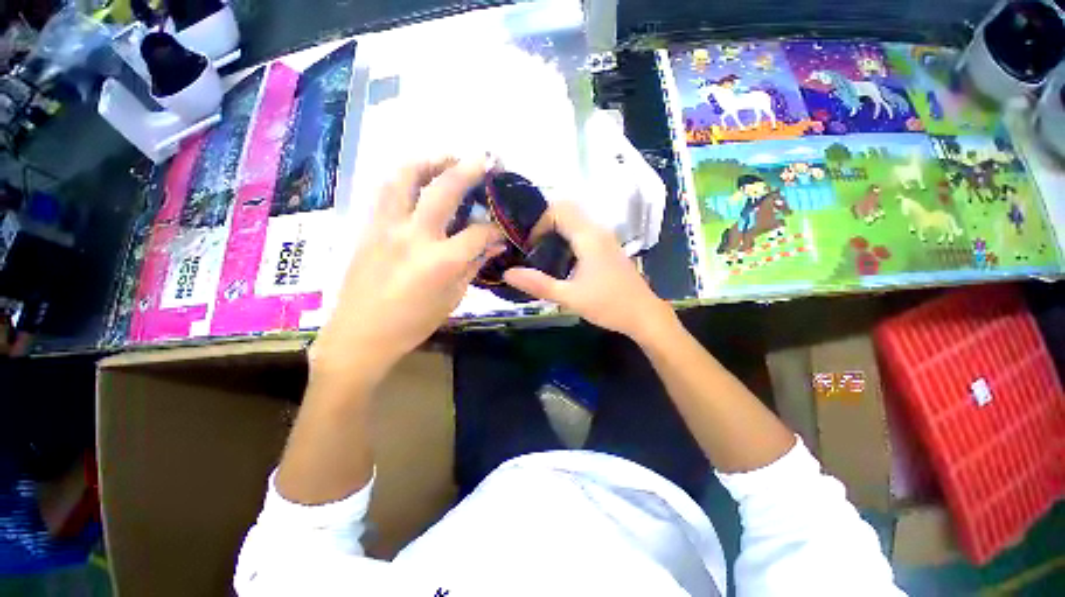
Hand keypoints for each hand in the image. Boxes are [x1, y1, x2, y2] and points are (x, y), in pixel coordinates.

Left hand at [311, 157, 503, 387]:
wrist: (360, 334)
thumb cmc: (413, 323)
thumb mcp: (453, 297)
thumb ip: (474, 266)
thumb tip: (494, 246)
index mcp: (440, 261)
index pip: (478, 232)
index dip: (495, 228)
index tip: (502, 227)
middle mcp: (414, 235)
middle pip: (444, 188)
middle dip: (468, 168)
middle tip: (484, 159)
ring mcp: (386, 226)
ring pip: (404, 176)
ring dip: (429, 161)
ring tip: (446, 159)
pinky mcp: (368, 226)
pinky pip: (386, 190)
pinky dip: (406, 176)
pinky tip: (418, 179)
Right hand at [504, 202, 675, 342]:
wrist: (643, 315)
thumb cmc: (608, 305)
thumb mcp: (570, 297)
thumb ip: (538, 284)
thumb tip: (507, 273)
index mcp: (589, 237)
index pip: (558, 210)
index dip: (539, 222)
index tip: (529, 245)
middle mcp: (598, 231)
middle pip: (567, 210)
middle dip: (545, 222)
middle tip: (531, 245)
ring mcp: (605, 239)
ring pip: (576, 220)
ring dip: (556, 229)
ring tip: (541, 252)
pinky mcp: (608, 248)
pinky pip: (583, 232)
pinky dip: (567, 237)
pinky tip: (561, 260)